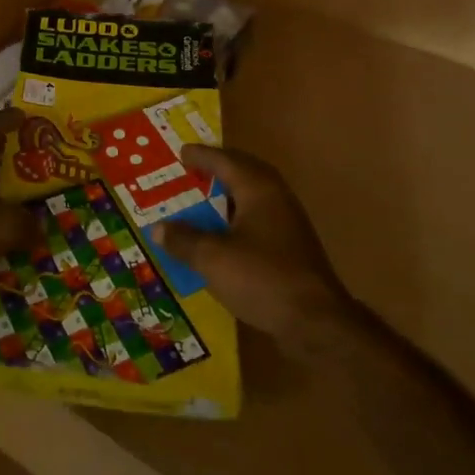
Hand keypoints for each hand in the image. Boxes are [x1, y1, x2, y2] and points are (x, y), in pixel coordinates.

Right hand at [154, 146, 350, 340]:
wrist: (316, 322)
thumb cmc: (261, 278)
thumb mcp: (212, 258)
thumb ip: (183, 240)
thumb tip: (158, 228)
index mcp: (258, 190)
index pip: (226, 161)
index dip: (202, 156)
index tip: (181, 152)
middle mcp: (276, 200)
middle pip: (244, 174)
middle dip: (218, 170)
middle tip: (193, 170)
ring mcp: (288, 225)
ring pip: (252, 199)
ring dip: (227, 197)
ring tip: (202, 201)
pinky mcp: (291, 250)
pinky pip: (257, 222)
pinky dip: (236, 221)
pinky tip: (221, 237)